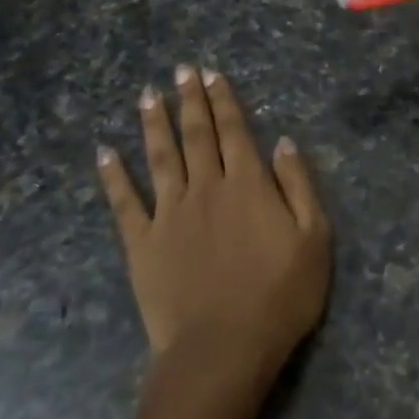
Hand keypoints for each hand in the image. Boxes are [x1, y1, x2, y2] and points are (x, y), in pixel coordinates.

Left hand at [97, 65, 330, 385]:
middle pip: (197, 135)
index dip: (224, 101)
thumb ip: (299, 186)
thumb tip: (283, 142)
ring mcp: (169, 214)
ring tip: (147, 96)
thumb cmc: (280, 296)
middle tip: (180, 70)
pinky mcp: (142, 244)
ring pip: (160, 158)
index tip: (212, 74)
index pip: (235, 131)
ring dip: (154, 124)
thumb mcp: (314, 238)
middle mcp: (206, 188)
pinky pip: (124, 203)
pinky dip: (113, 176)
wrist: (222, 348)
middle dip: (190, 100)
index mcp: (248, 185)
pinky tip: (104, 153)